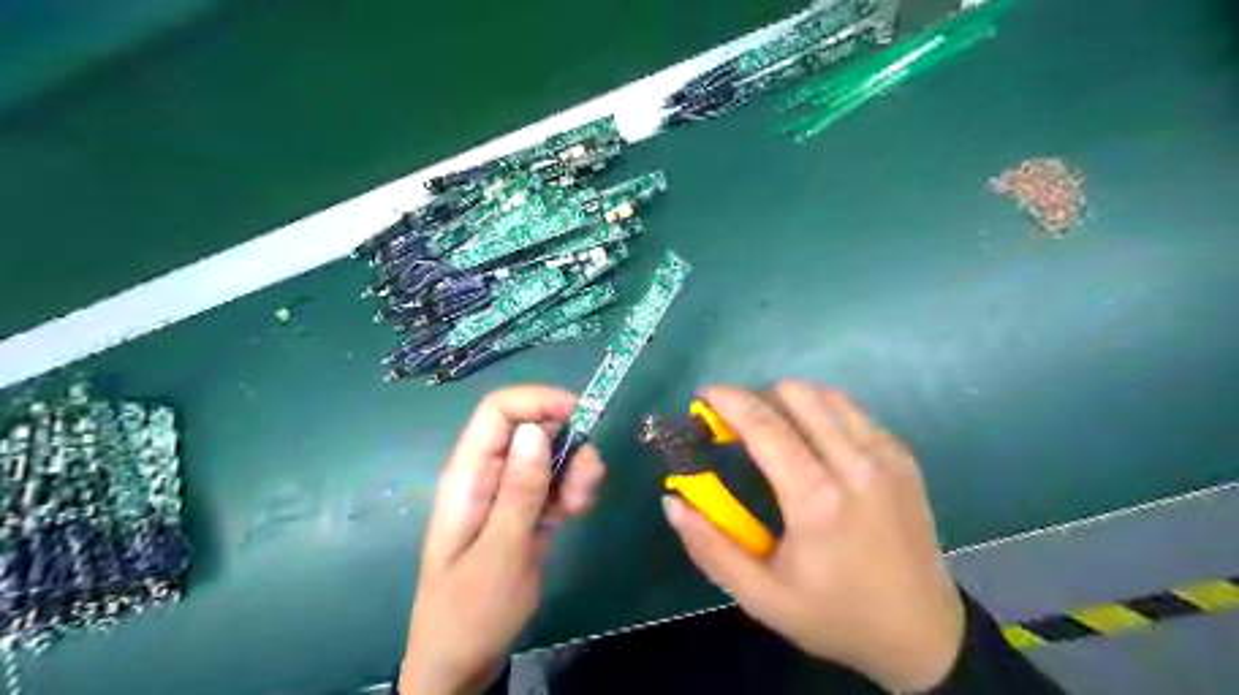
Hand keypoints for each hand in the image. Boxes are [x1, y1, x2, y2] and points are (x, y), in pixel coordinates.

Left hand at [403, 386, 605, 694]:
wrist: (463, 664)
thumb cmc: (471, 612)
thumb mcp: (500, 552)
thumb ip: (519, 490)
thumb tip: (534, 429)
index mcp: (469, 475)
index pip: (498, 411)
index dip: (538, 401)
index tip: (580, 415)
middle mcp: (488, 475)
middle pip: (531, 429)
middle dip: (567, 441)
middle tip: (587, 479)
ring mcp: (508, 493)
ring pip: (549, 455)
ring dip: (575, 470)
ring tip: (581, 506)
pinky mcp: (525, 512)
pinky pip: (555, 482)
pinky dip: (573, 488)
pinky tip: (577, 511)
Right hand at [664, 382, 962, 690]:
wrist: (924, 634)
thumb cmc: (835, 616)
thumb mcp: (761, 598)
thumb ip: (710, 548)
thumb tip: (672, 502)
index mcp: (817, 499)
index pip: (764, 424)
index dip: (728, 400)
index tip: (704, 393)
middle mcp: (855, 463)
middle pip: (796, 393)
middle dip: (757, 397)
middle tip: (736, 424)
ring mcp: (885, 454)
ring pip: (825, 394)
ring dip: (789, 400)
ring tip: (772, 429)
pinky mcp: (902, 455)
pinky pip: (851, 410)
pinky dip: (821, 412)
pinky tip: (811, 442)